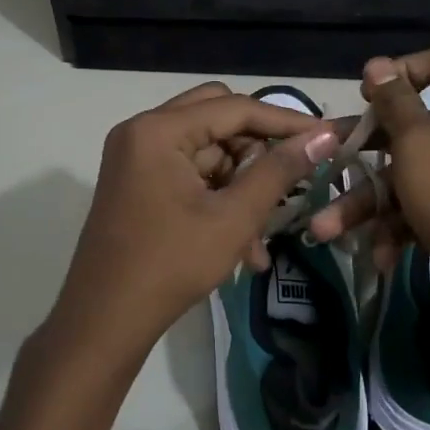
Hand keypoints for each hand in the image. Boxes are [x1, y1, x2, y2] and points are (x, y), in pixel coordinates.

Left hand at [47, 82, 339, 368]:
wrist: (104, 321)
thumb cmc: (171, 265)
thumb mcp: (233, 218)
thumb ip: (279, 171)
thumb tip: (324, 136)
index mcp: (158, 130)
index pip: (234, 108)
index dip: (285, 121)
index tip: (326, 136)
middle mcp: (142, 131)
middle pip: (217, 119)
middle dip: (257, 150)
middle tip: (290, 176)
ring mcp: (136, 157)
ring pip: (206, 151)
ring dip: (240, 184)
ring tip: (262, 235)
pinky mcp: (138, 182)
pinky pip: (189, 174)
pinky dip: (217, 199)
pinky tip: (243, 245)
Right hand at [309, 47, 429, 339]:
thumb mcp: (420, 145)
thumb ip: (395, 103)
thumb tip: (378, 65)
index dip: (405, 69)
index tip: (369, 94)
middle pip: (416, 127)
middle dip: (365, 150)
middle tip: (326, 157)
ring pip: (411, 177)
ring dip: (368, 202)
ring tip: (325, 230)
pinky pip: (425, 210)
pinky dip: (399, 228)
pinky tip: (379, 255)